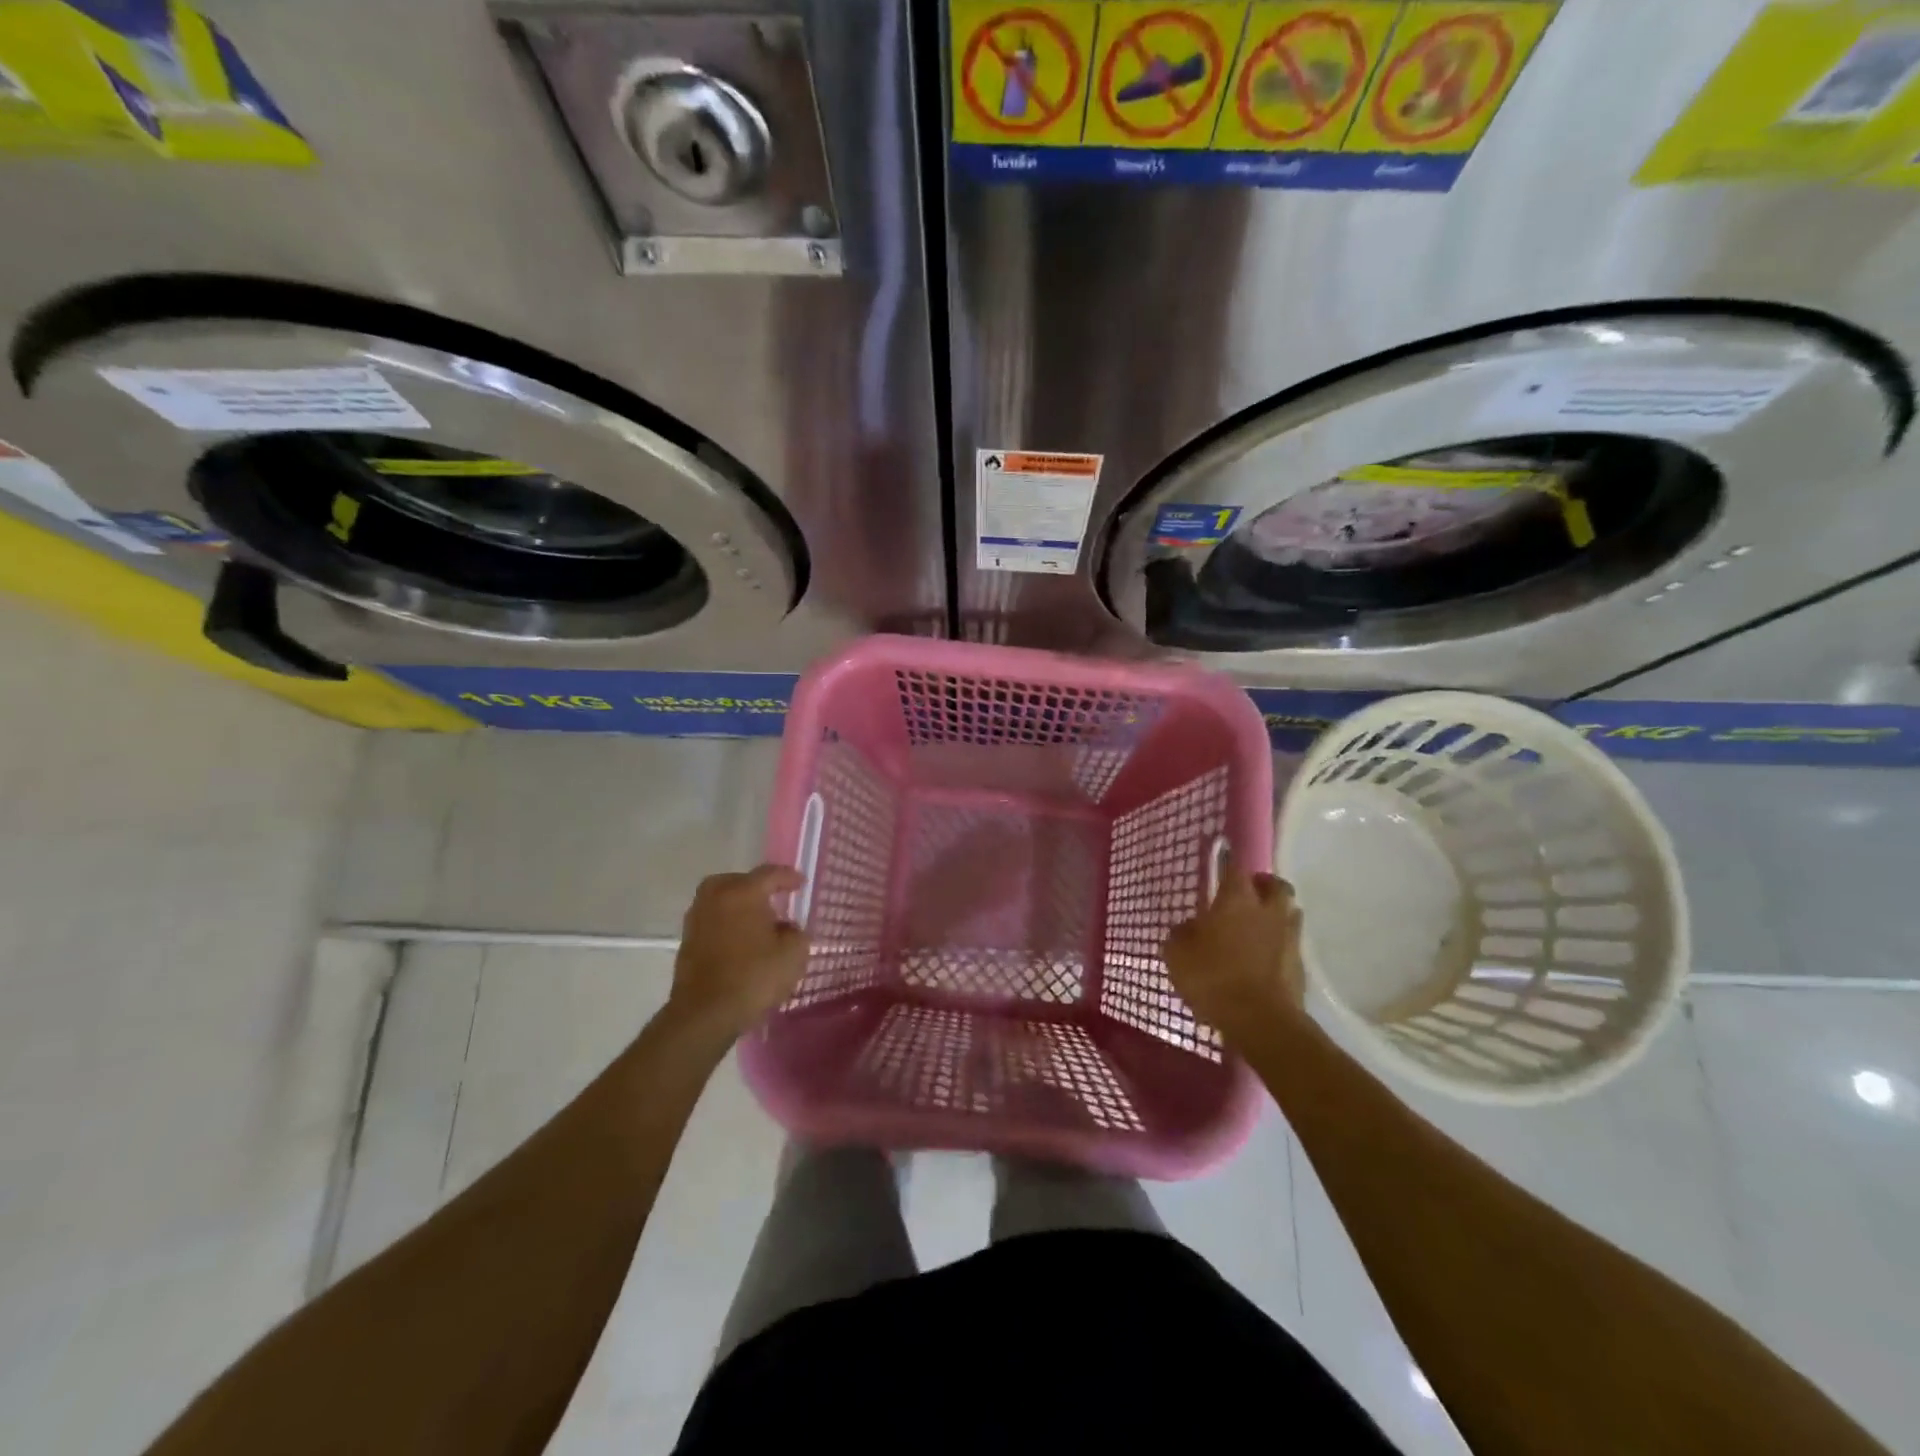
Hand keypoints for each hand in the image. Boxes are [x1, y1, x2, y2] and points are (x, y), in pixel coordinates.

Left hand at [666, 865, 809, 1040]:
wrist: (705, 1014)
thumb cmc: (754, 977)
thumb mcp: (793, 954)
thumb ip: (796, 932)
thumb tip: (786, 928)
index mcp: (742, 892)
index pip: (769, 874)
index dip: (788, 877)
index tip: (801, 884)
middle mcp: (715, 897)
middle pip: (738, 881)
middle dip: (757, 887)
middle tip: (773, 899)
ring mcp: (697, 919)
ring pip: (721, 900)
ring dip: (739, 906)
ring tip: (757, 923)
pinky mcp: (687, 942)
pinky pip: (713, 921)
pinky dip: (727, 924)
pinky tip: (741, 942)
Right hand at [1164, 858, 1305, 1046]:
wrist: (1261, 1021)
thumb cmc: (1213, 978)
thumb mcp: (1177, 954)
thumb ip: (1181, 934)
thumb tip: (1189, 927)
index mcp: (1237, 899)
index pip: (1235, 866)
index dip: (1227, 861)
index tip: (1222, 859)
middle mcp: (1268, 910)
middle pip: (1276, 885)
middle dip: (1263, 884)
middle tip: (1247, 893)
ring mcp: (1289, 937)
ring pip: (1289, 912)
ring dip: (1276, 913)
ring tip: (1258, 926)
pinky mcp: (1300, 965)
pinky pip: (1291, 943)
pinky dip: (1279, 944)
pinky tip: (1264, 957)